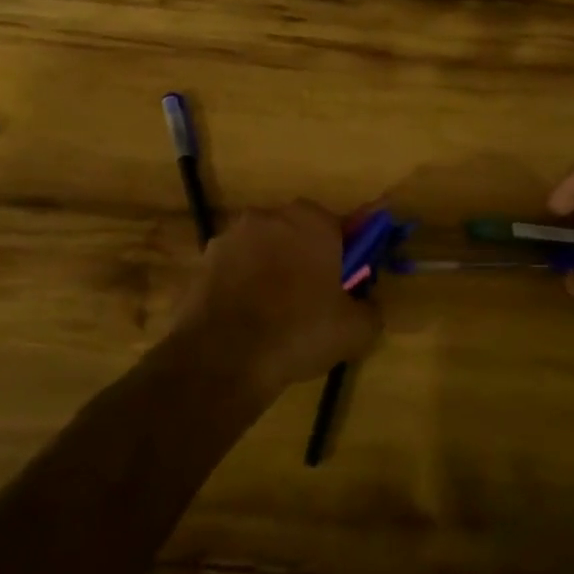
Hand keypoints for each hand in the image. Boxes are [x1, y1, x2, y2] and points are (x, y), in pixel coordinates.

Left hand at [169, 201, 380, 397]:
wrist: (224, 357)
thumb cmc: (299, 332)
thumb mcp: (357, 330)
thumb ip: (371, 308)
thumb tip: (365, 304)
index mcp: (312, 221)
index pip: (340, 228)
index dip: (346, 256)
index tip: (346, 284)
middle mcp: (269, 216)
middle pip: (298, 234)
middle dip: (306, 259)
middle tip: (314, 300)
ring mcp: (230, 236)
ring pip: (263, 250)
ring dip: (271, 270)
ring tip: (276, 315)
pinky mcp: (202, 261)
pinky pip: (235, 269)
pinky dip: (242, 286)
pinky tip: (247, 320)